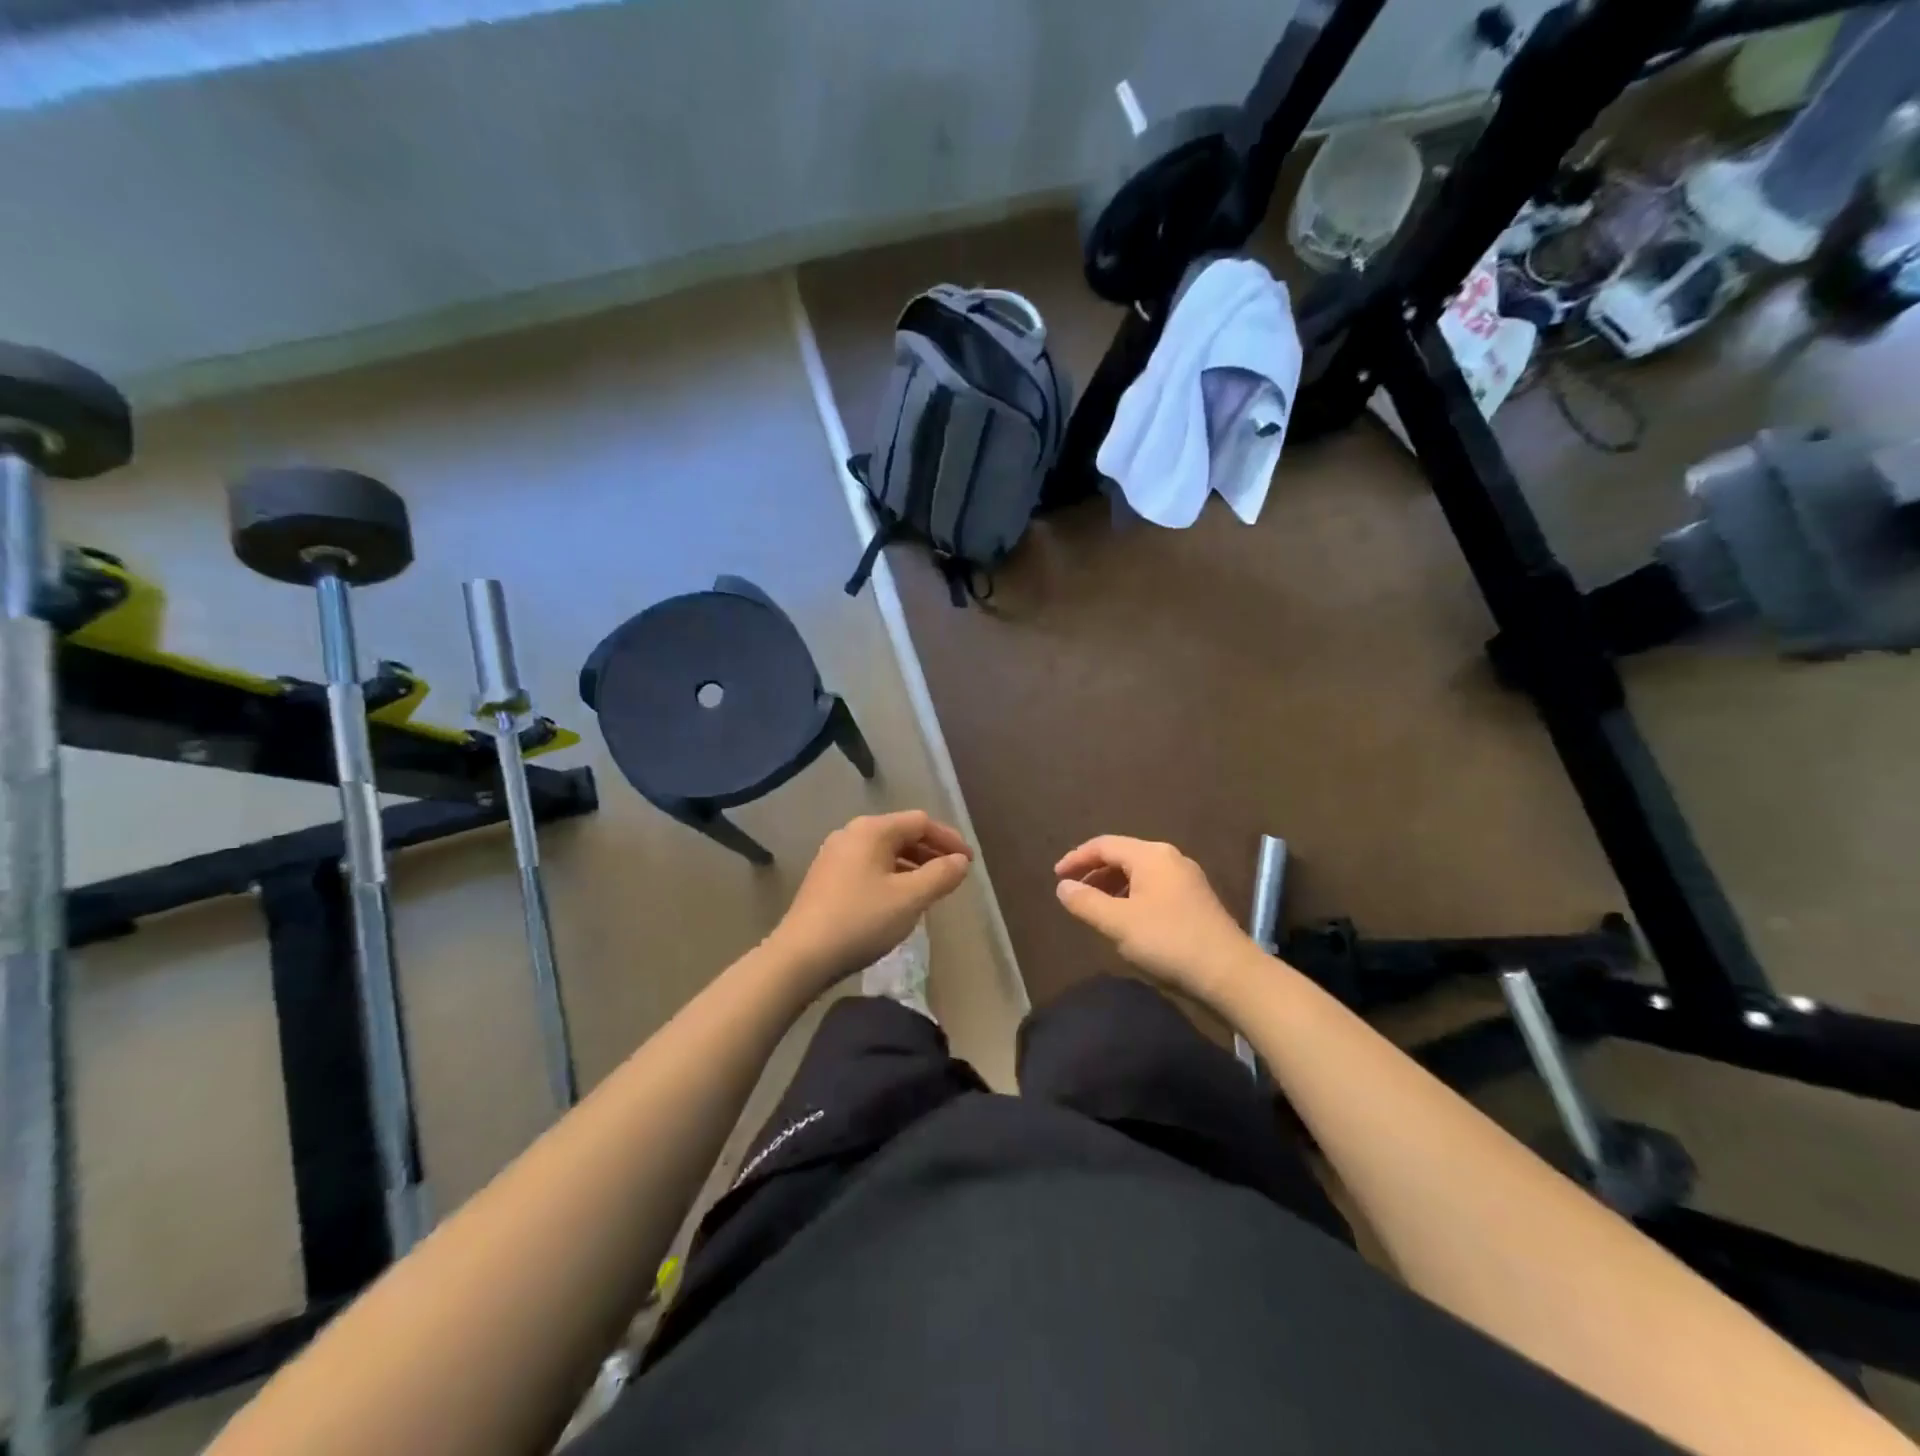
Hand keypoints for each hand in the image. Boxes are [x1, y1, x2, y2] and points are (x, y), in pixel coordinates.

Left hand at [765, 811, 973, 992]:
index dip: (949, 840)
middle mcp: (851, 834)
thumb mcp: (910, 898)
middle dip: (931, 852)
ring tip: (931, 889)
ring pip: (884, 852)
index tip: (969, 862)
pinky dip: (892, 876)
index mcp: (872, 830)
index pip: (921, 822)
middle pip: (901, 833)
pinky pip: (869, 867)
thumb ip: (941, 875)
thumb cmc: (861, 920)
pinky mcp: (826, 878)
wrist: (801, 956)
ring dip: (912, 866)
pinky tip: (899, 900)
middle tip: (954, 875)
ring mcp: (834, 856)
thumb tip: (961, 861)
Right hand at [1054, 836, 1256, 1003]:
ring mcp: (1186, 879)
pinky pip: (1153, 887)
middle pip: (1122, 855)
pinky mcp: (1195, 900)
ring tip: (1095, 908)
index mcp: (1150, 855)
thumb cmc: (1168, 942)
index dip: (1076, 858)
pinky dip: (1131, 896)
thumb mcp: (1118, 923)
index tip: (1056, 877)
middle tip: (1073, 893)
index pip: (1104, 845)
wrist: (1229, 974)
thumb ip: (1086, 902)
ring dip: (1112, 886)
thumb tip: (1063, 886)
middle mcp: (1170, 858)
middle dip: (1094, 872)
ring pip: (1139, 872)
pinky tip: (1126, 919)